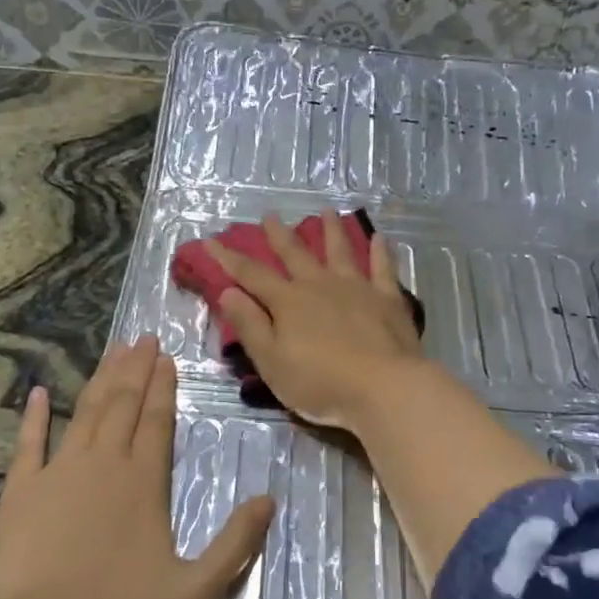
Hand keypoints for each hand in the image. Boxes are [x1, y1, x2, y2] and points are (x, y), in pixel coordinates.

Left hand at [0, 337, 274, 598]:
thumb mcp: (196, 593)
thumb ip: (235, 544)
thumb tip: (269, 499)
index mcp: (144, 482)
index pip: (158, 421)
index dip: (164, 387)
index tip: (167, 356)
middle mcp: (103, 465)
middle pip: (123, 406)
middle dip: (136, 370)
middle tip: (143, 338)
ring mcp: (58, 475)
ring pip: (84, 414)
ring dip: (101, 380)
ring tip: (113, 352)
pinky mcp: (21, 495)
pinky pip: (28, 445)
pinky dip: (33, 418)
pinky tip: (38, 394)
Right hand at [207, 210, 427, 431]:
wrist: (384, 387)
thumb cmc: (321, 382)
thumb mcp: (272, 362)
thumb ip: (250, 326)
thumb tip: (227, 292)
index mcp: (288, 302)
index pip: (251, 275)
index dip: (228, 258)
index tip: (211, 241)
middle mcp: (320, 285)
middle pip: (295, 254)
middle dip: (279, 235)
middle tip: (270, 215)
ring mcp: (356, 288)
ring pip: (340, 251)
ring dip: (331, 230)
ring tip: (327, 211)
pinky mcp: (387, 299)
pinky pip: (382, 268)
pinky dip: (380, 252)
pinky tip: (379, 237)